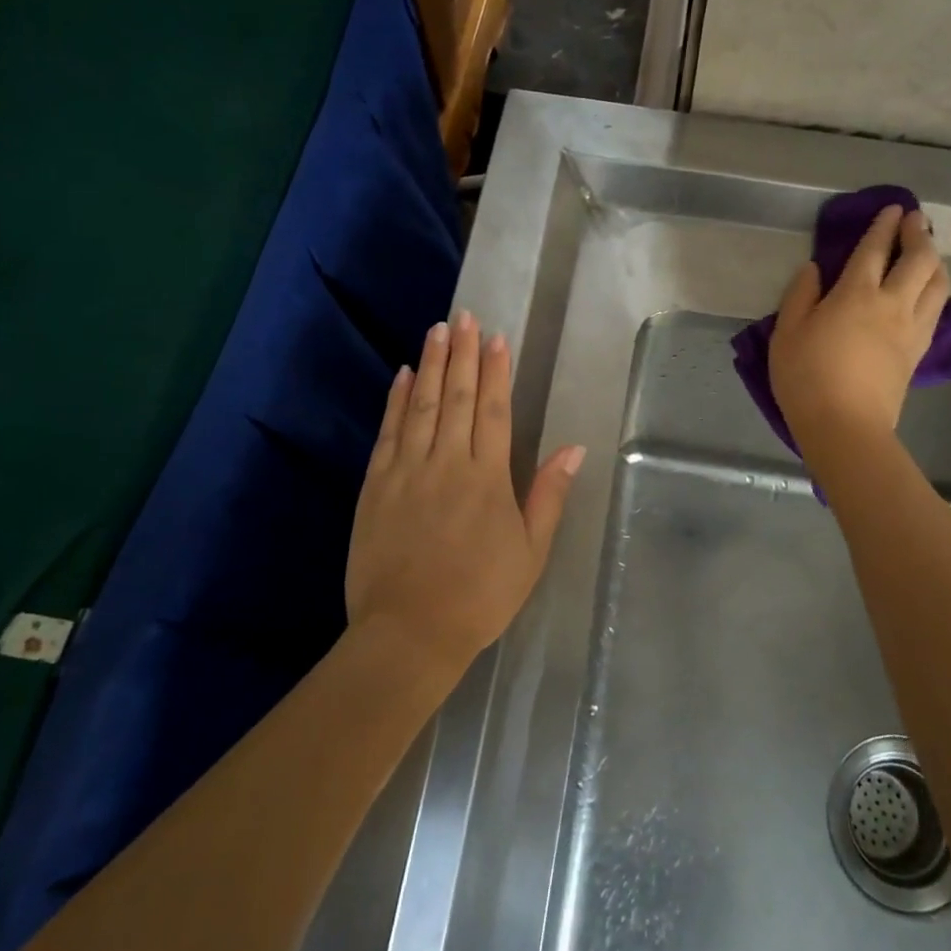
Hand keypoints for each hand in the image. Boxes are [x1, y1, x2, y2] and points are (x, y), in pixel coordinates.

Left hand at [346, 311, 584, 674]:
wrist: (409, 633)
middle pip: (457, 397)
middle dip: (463, 353)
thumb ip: (549, 495)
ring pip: (422, 405)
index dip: (496, 371)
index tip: (497, 338)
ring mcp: (407, 471)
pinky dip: (396, 400)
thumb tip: (573, 448)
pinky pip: (388, 432)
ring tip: (438, 329)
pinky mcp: (376, 485)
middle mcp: (447, 462)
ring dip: (432, 364)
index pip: (493, 410)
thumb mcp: (530, 552)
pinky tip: (403, 375)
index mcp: (488, 478)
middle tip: (466, 317)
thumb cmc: (480, 595)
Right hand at [769, 206, 950, 457]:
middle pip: (919, 259)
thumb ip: (800, 295)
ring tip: (927, 252)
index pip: (875, 249)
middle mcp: (892, 304)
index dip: (884, 226)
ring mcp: (911, 329)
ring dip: (935, 260)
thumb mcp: (786, 333)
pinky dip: (937, 289)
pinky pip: (937, 309)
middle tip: (915, 221)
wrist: (845, 427)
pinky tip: (929, 290)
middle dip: (919, 234)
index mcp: (856, 294)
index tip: (893, 208)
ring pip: (938, 283)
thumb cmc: (806, 377)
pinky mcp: (918, 352)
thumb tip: (814, 269)